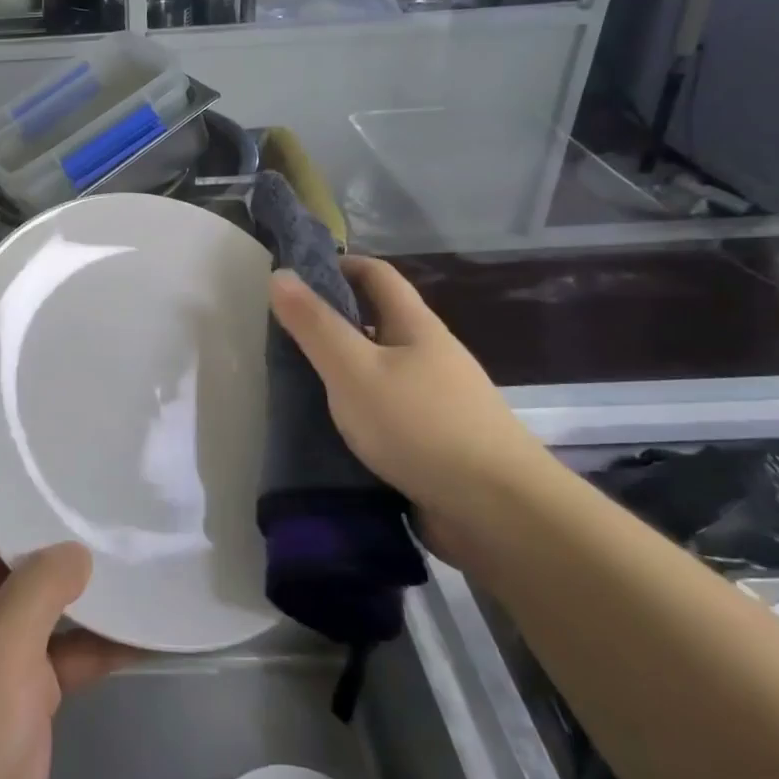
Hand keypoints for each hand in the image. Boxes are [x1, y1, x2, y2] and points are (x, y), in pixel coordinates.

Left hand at [0, 470, 132, 778]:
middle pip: (10, 538)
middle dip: (51, 513)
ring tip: (137, 535)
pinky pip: (71, 643)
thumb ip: (38, 591)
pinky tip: (150, 623)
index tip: (37, 433)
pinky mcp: (30, 680)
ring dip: (84, 575)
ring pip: (46, 590)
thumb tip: (78, 550)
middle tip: (105, 475)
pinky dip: (104, 636)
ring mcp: (1, 639)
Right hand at [268, 258, 552, 545]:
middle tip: (285, 335)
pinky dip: (358, 409)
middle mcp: (431, 356)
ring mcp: (438, 401)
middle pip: (379, 322)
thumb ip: (315, 325)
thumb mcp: (354, 370)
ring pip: (382, 370)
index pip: (377, 275)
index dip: (339, 265)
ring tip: (298, 383)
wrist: (498, 513)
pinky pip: (388, 411)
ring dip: (344, 369)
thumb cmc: (420, 426)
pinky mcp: (436, 442)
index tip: (297, 276)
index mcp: (416, 327)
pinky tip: (333, 429)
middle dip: (334, 321)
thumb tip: (281, 274)